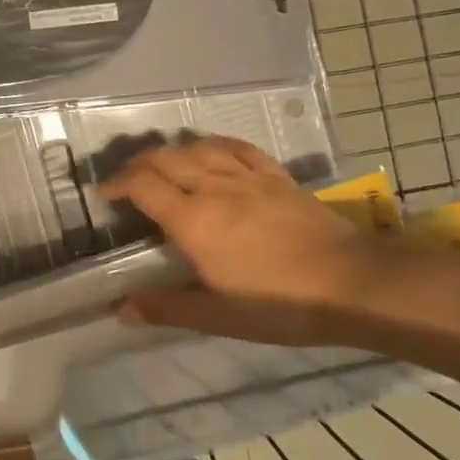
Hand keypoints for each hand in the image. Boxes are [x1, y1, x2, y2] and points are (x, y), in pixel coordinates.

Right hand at [98, 135, 372, 345]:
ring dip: (172, 151)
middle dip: (138, 163)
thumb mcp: (218, 315)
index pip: (143, 185)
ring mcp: (248, 177)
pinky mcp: (277, 176)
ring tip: (163, 165)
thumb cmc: (280, 304)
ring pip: (198, 147)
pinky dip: (214, 144)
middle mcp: (214, 188)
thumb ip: (167, 307)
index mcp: (193, 220)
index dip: (118, 184)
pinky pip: (237, 147)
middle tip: (128, 180)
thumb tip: (121, 309)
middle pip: (165, 158)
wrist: (354, 284)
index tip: (106, 194)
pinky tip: (211, 151)